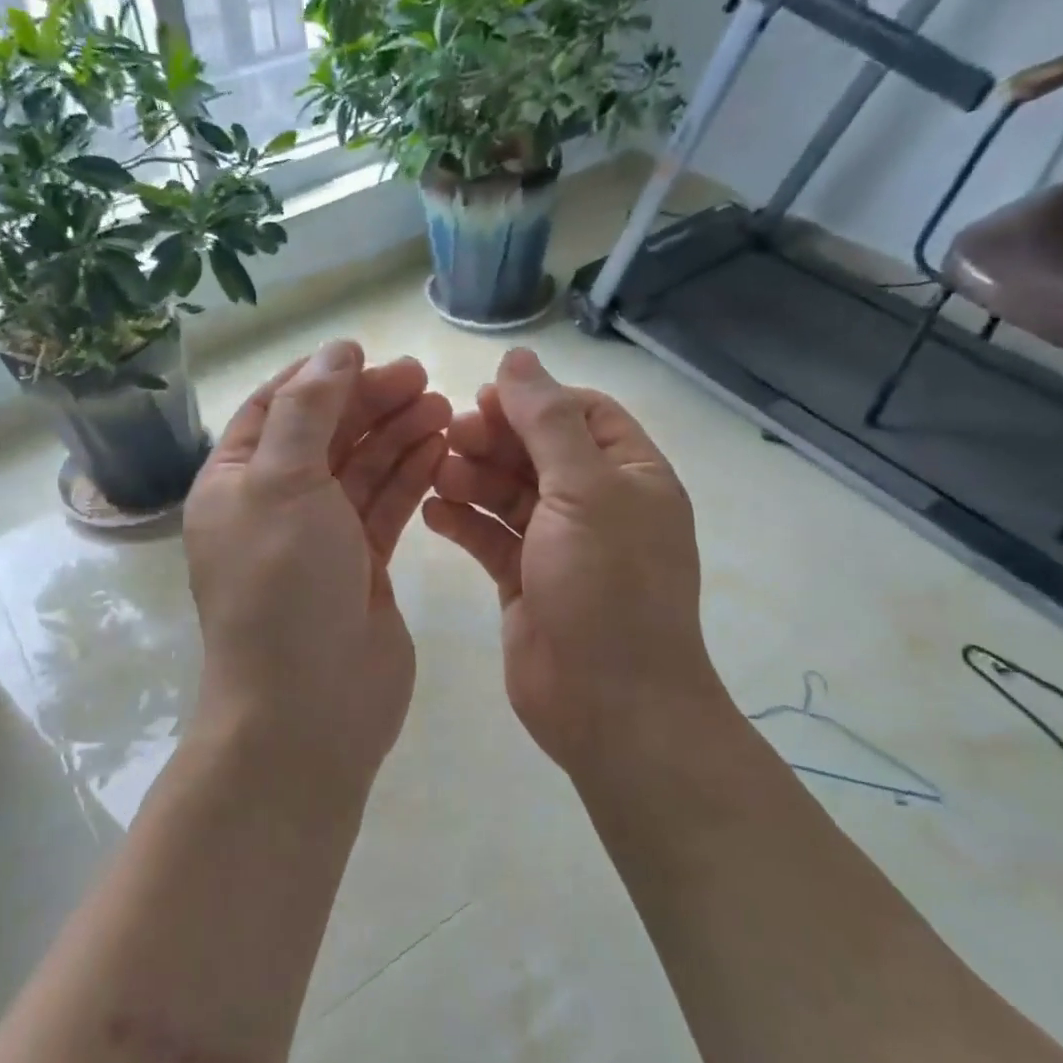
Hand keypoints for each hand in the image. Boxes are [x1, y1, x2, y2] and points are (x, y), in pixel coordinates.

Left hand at [185, 342, 451, 778]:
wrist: (309, 707)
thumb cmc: (283, 587)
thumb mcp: (281, 483)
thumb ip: (307, 410)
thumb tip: (334, 352)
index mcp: (235, 483)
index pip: (275, 408)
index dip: (321, 378)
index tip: (370, 355)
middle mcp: (274, 506)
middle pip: (325, 435)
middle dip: (370, 403)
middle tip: (424, 379)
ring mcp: (321, 539)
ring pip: (361, 470)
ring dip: (397, 435)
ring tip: (442, 407)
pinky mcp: (362, 567)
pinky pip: (384, 508)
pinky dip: (409, 477)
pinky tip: (438, 450)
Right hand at [422, 348, 725, 777]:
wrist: (609, 704)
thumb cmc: (606, 586)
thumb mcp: (583, 490)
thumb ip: (548, 422)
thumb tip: (519, 358)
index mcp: (631, 475)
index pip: (584, 414)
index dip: (535, 400)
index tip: (485, 398)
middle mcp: (599, 506)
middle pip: (540, 452)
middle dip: (496, 438)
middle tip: (447, 433)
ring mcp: (560, 547)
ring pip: (510, 495)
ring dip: (473, 477)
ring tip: (435, 470)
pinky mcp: (526, 582)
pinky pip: (492, 539)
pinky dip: (464, 523)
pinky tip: (431, 512)